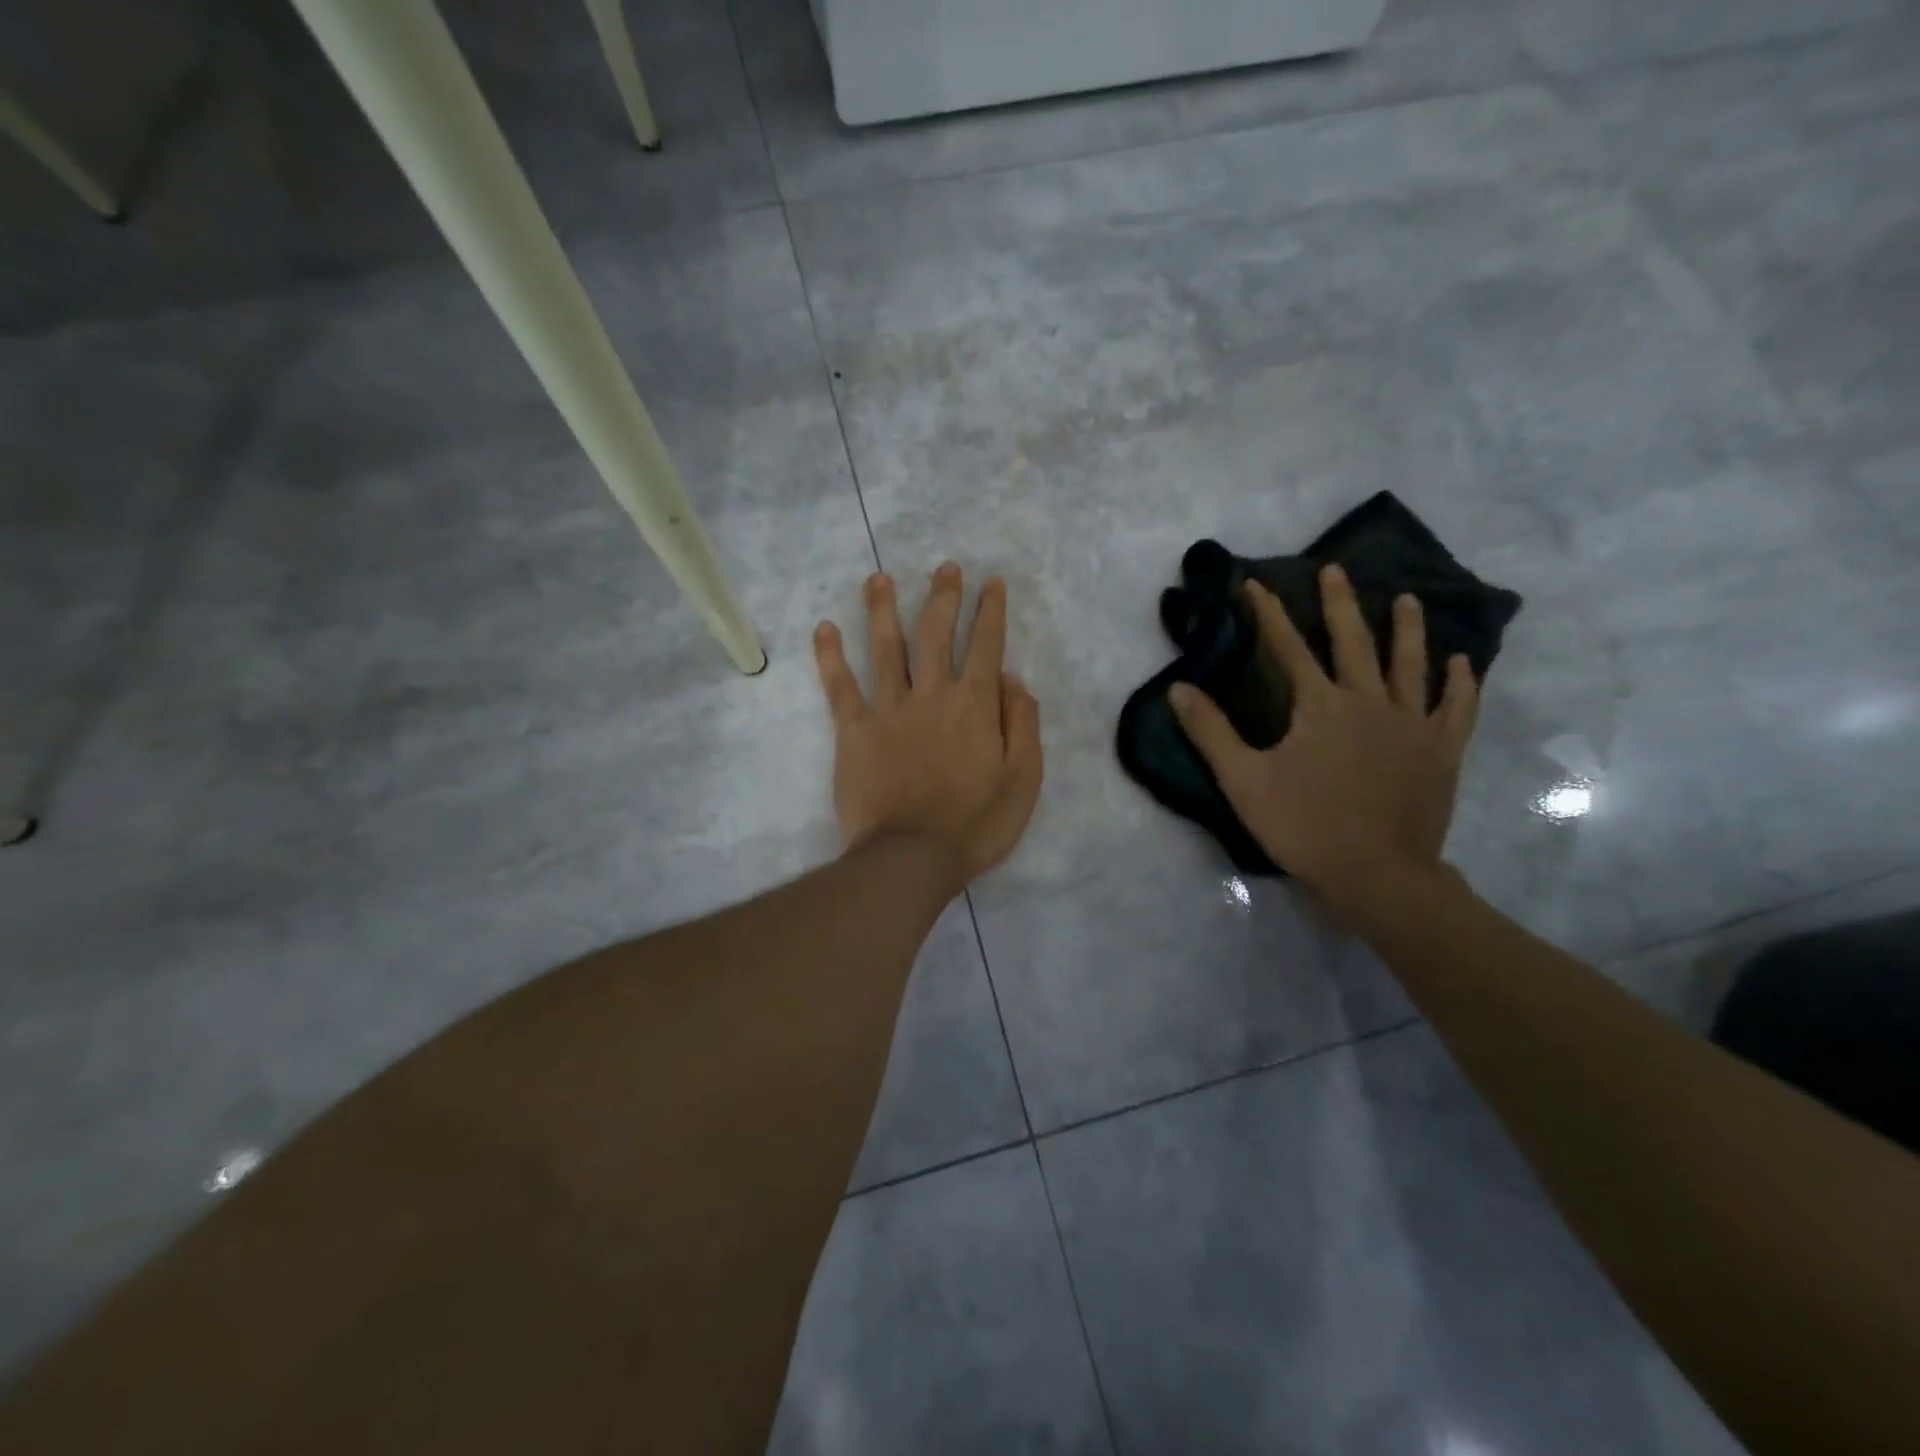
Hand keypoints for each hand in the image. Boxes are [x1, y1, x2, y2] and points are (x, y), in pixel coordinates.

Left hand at [814, 563, 1043, 887]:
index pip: (987, 646)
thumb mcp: (1023, 780)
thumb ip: (1022, 725)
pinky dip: (831, 656)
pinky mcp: (854, 731)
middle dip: (944, 597)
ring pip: (886, 649)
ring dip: (883, 610)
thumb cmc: (975, 825)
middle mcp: (932, 695)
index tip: (992, 583)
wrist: (911, 857)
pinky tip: (825, 628)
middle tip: (945, 568)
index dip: (991, 612)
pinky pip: (840, 687)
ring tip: (878, 578)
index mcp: (975, 706)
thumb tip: (1013, 679)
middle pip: (937, 635)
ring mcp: (889, 710)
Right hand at [1169, 564, 1478, 912]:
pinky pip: (1456, 707)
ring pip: (1410, 664)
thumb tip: (1178, 688)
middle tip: (1335, 570)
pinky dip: (1460, 682)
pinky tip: (1461, 662)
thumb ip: (1210, 731)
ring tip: (1407, 600)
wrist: (1376, 874)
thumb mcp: (1243, 780)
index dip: (1267, 614)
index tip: (1254, 583)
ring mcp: (1412, 723)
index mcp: (1319, 705)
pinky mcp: (1441, 750)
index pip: (1288, 648)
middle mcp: (1369, 701)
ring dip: (1407, 629)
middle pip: (1353, 641)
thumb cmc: (1303, 825)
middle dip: (1339, 603)